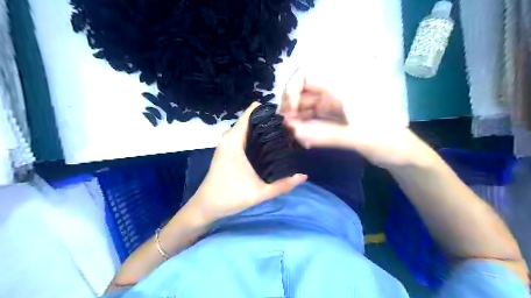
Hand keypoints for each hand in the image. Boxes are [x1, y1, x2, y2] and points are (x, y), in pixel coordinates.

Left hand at [185, 103, 306, 223]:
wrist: (206, 206)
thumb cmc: (230, 197)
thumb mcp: (260, 193)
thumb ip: (283, 185)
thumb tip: (304, 175)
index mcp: (234, 141)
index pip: (251, 112)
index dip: (269, 111)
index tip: (287, 117)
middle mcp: (230, 137)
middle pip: (252, 119)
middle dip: (270, 121)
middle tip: (290, 129)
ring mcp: (228, 143)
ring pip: (249, 127)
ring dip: (264, 129)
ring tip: (284, 134)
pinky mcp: (228, 149)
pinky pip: (245, 135)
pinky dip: (257, 136)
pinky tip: (270, 145)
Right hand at [280, 71, 432, 169]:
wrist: (401, 153)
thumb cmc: (386, 140)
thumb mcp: (359, 137)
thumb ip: (325, 134)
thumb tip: (293, 131)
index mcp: (343, 88)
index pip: (306, 75)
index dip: (291, 90)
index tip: (290, 113)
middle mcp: (335, 93)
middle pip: (302, 92)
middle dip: (290, 109)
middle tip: (287, 129)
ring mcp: (333, 106)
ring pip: (305, 107)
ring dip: (296, 120)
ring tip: (295, 137)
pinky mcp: (333, 119)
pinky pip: (312, 119)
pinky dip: (305, 128)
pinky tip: (304, 140)